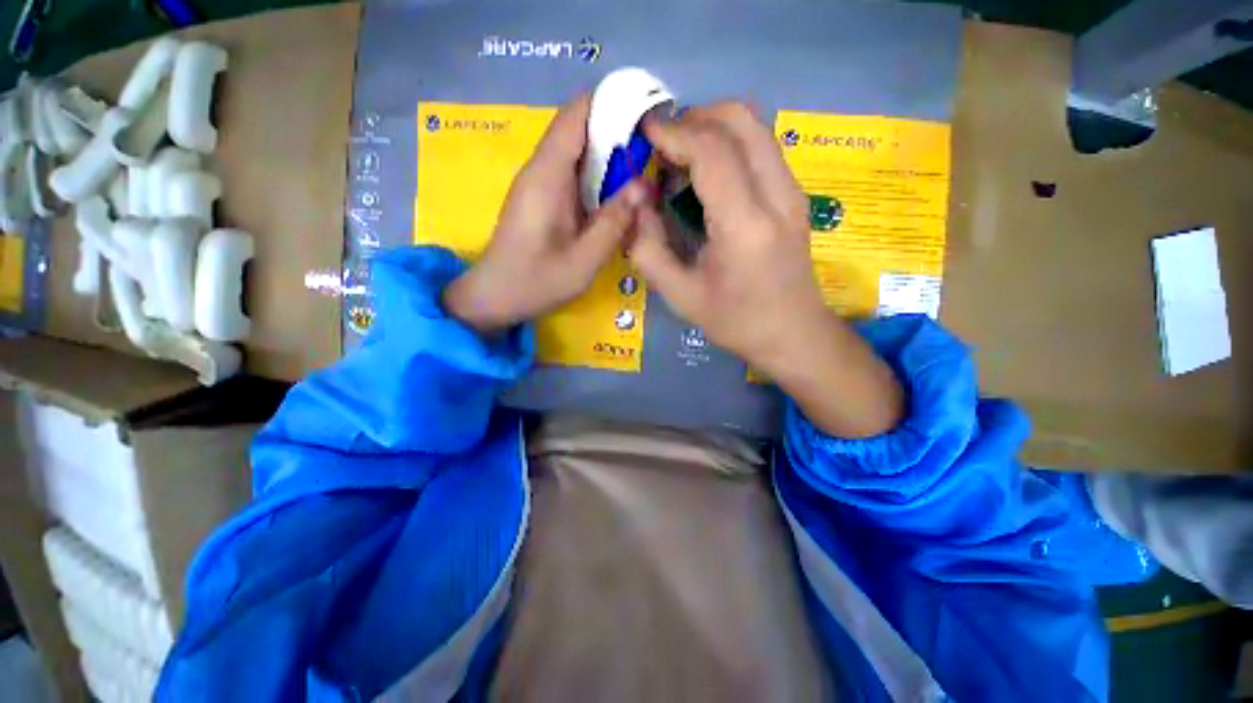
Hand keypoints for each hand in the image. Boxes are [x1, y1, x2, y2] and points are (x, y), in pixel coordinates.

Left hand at [444, 95, 646, 332]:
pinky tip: (617, 196)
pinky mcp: (541, 197)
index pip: (577, 114)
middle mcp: (541, 168)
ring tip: (644, 169)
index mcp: (548, 175)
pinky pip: (572, 173)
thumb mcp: (583, 261)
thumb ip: (614, 223)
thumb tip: (644, 185)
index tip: (648, 113)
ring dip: (609, 156)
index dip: (612, 103)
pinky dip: (597, 176)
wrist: (494, 298)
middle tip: (656, 150)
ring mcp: (539, 182)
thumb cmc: (536, 282)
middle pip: (579, 128)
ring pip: (578, 151)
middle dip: (618, 131)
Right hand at [630, 103, 903, 436]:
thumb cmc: (736, 322)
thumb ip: (648, 249)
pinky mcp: (795, 196)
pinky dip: (730, 143)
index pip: (712, 152)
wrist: (794, 335)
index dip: (674, 133)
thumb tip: (635, 205)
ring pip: (755, 126)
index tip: (644, 133)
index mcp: (745, 226)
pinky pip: (762, 147)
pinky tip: (707, 173)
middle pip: (740, 120)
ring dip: (713, 127)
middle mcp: (777, 196)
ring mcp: (792, 192)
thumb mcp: (681, 297)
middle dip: (694, 118)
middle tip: (662, 144)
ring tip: (681, 155)